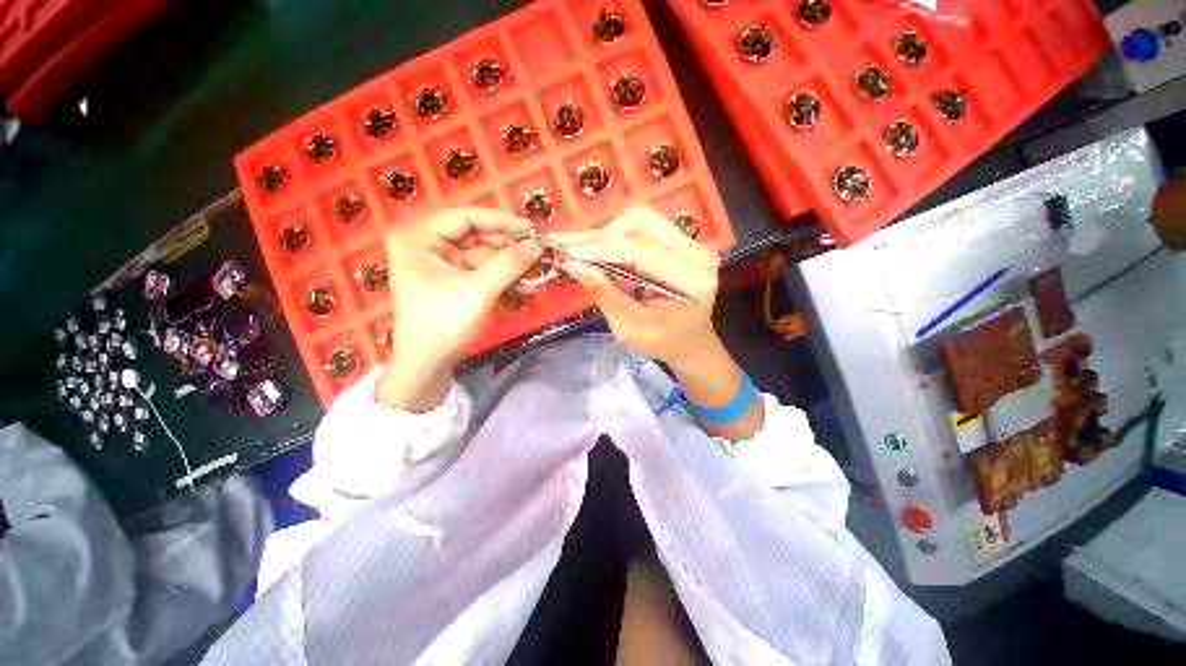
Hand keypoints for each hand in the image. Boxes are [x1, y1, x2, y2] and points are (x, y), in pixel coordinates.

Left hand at [374, 207, 540, 410]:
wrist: (426, 364)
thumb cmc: (444, 323)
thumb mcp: (479, 291)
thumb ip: (510, 264)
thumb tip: (538, 243)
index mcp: (419, 238)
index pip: (466, 217)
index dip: (501, 221)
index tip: (532, 230)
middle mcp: (425, 244)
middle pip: (474, 234)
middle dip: (507, 245)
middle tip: (537, 251)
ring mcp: (438, 262)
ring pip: (481, 253)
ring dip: (508, 262)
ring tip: (536, 269)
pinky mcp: (450, 279)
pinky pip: (480, 269)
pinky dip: (501, 274)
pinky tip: (523, 281)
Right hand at [551, 206, 720, 368]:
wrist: (692, 341)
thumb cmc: (662, 342)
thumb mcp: (629, 328)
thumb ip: (604, 294)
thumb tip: (572, 264)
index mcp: (690, 281)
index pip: (641, 250)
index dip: (601, 248)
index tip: (567, 252)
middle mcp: (697, 254)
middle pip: (642, 223)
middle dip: (601, 236)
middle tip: (571, 251)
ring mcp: (693, 244)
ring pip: (642, 219)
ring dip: (608, 233)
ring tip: (582, 249)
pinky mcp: (684, 241)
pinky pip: (645, 227)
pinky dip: (618, 235)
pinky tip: (598, 247)